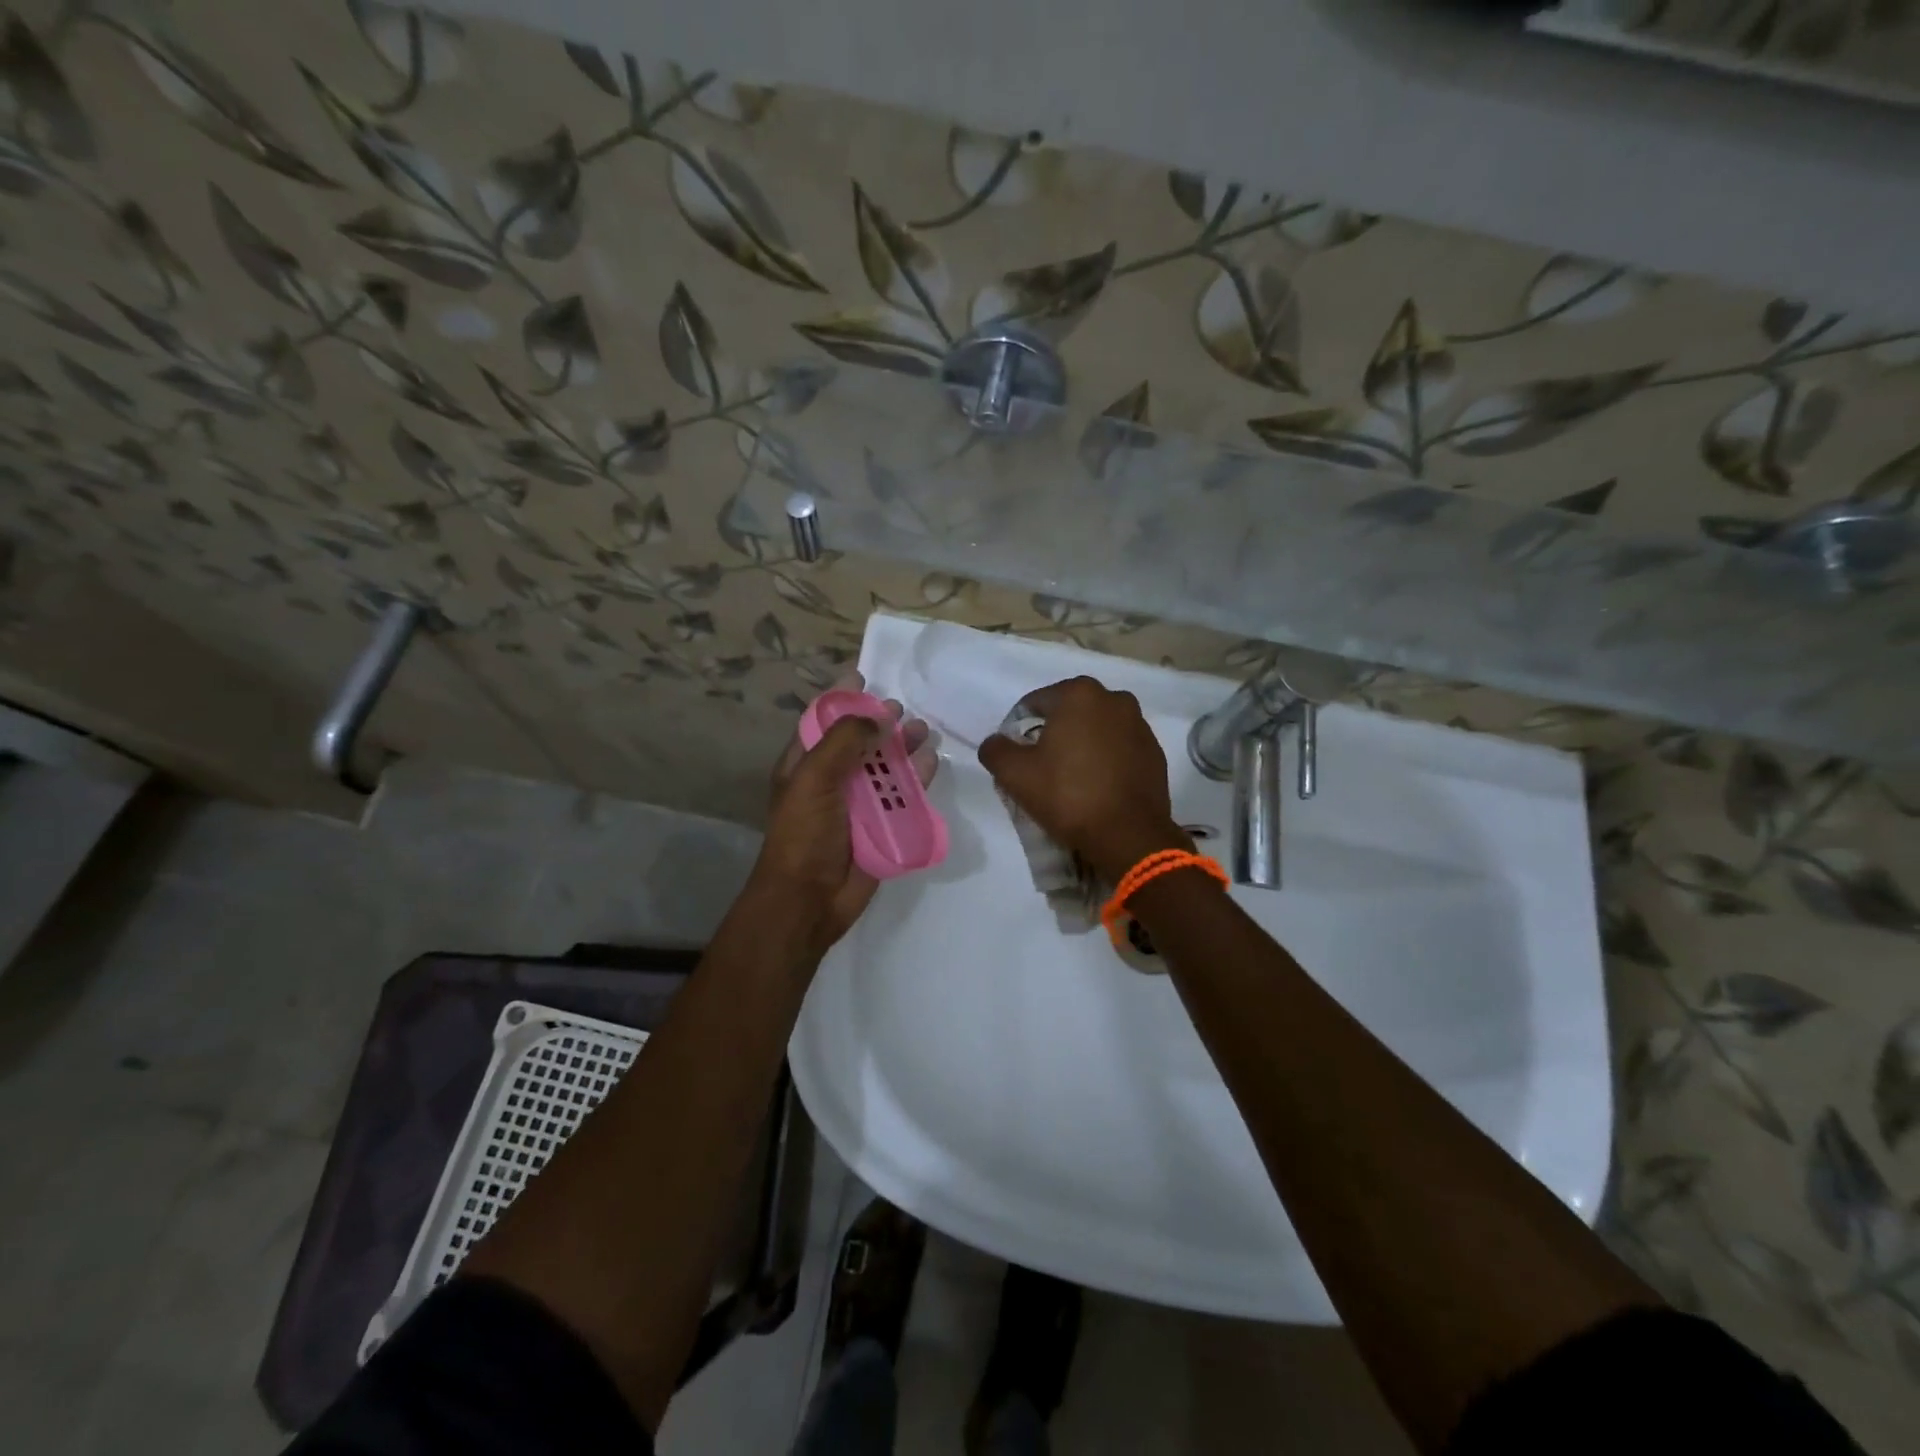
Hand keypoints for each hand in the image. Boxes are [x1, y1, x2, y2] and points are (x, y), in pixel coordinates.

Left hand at [754, 673, 937, 951]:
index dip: (841, 697)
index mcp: (805, 764)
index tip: (862, 674)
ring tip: (922, 730)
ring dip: (903, 746)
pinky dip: (917, 777)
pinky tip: (930, 761)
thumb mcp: (814, 778)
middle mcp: (832, 779)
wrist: (810, 899)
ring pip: (885, 766)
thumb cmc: (804, 833)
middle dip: (879, 722)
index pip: (822, 720)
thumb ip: (844, 741)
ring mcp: (859, 803)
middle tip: (900, 709)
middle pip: (859, 741)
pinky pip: (904, 795)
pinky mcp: (883, 824)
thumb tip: (878, 717)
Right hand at [977, 675, 1188, 882]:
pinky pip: (1120, 749)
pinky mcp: (1155, 753)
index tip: (1017, 757)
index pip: (1036, 703)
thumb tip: (995, 742)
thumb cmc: (1068, 795)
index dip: (1019, 729)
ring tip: (1071, 779)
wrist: (1128, 835)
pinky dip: (1106, 760)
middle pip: (1070, 713)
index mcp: (1079, 694)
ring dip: (1082, 746)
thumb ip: (996, 750)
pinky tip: (1097, 787)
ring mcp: (1140, 726)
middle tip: (1041, 768)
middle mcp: (1114, 699)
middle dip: (1054, 734)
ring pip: (1097, 730)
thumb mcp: (1015, 774)